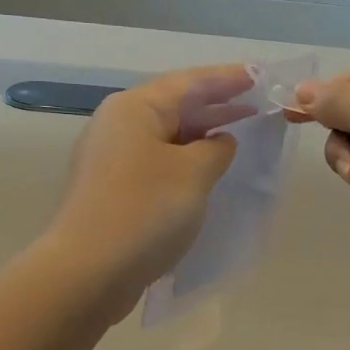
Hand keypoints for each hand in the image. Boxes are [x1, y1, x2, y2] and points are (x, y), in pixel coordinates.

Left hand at [48, 66, 253, 309]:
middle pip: (175, 106)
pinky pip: (158, 163)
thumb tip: (219, 141)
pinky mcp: (112, 190)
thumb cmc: (145, 211)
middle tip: (258, 106)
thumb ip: (216, 149)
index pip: (190, 82)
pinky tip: (208, 173)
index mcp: (135, 108)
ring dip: (202, 136)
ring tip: (240, 136)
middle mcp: (118, 125)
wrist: (88, 273)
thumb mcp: (194, 173)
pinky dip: (186, 162)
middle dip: (217, 106)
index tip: (261, 76)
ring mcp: (111, 159)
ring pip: (167, 137)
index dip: (229, 79)